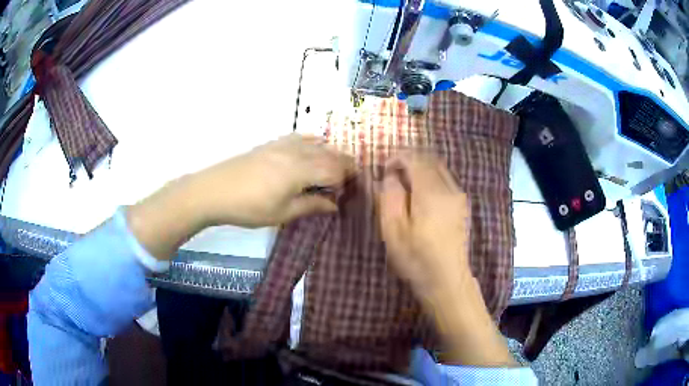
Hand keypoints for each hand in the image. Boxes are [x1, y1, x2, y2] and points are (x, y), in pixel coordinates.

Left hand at [127, 134, 353, 260]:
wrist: (214, 190)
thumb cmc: (249, 207)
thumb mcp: (282, 213)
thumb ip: (311, 205)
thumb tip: (334, 205)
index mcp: (301, 169)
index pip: (335, 169)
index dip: (348, 178)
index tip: (353, 189)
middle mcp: (296, 151)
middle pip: (329, 153)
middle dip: (344, 163)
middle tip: (350, 178)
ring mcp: (283, 144)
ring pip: (316, 143)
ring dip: (330, 153)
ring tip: (334, 167)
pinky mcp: (272, 143)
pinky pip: (300, 137)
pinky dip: (313, 142)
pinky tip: (313, 148)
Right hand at [377, 152, 516, 366]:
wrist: (448, 280)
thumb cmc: (416, 259)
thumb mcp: (393, 230)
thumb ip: (390, 196)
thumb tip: (390, 175)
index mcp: (431, 192)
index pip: (415, 158)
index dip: (397, 157)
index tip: (383, 169)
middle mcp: (449, 188)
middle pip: (429, 159)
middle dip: (409, 160)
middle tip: (392, 174)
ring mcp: (459, 196)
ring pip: (439, 168)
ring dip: (420, 169)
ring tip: (404, 184)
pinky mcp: (463, 205)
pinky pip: (446, 180)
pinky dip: (431, 178)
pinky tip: (421, 195)